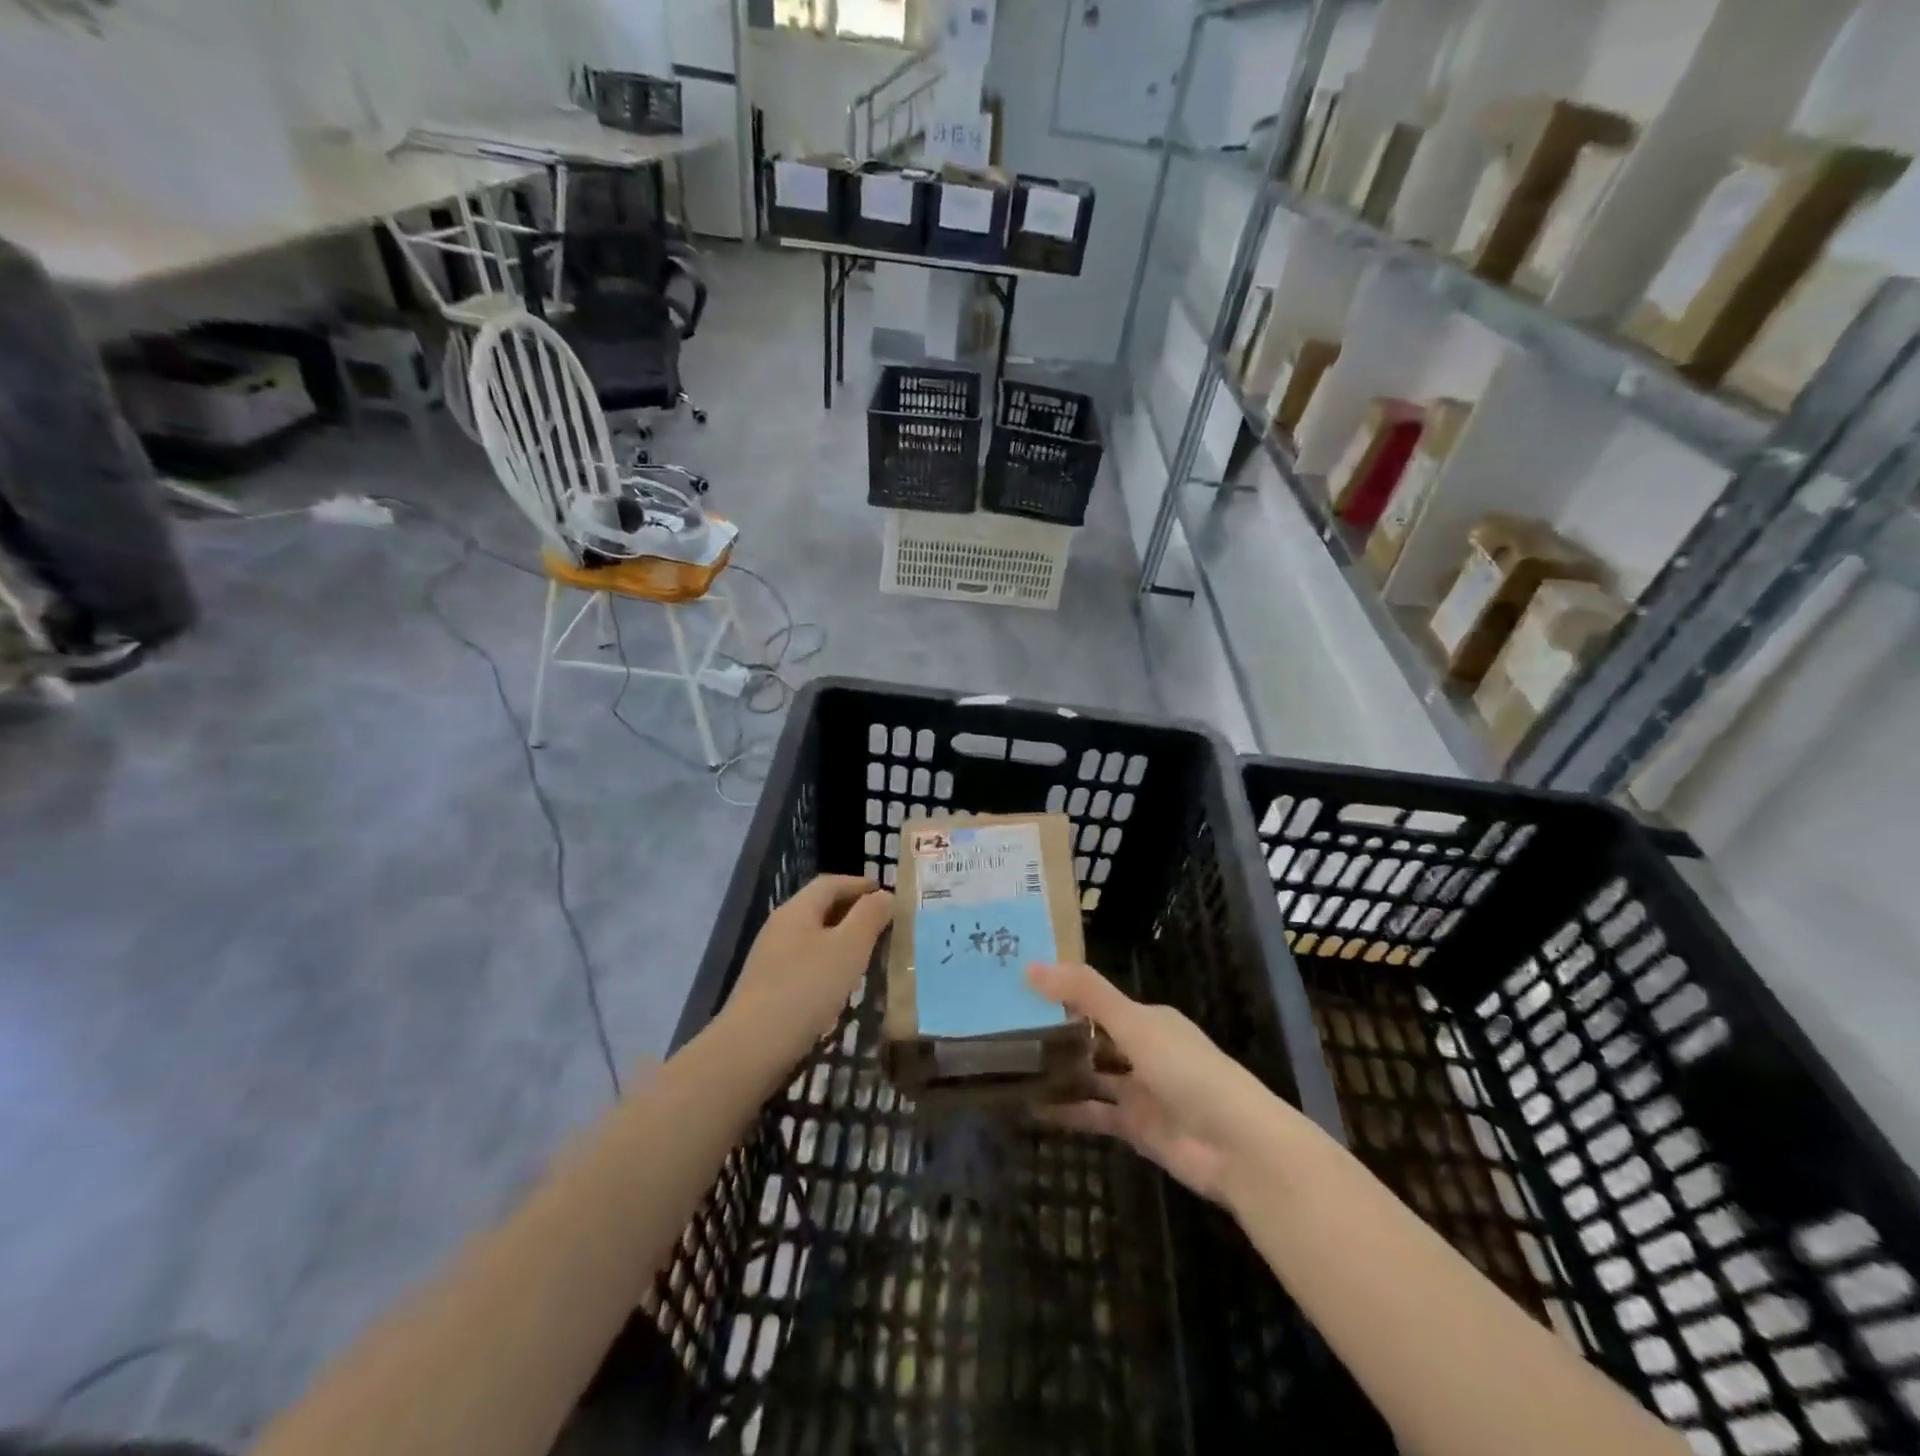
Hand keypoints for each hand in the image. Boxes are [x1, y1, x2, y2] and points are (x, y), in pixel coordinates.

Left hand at [723, 875, 892, 1070]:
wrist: (752, 1048)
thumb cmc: (806, 989)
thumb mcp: (848, 948)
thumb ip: (869, 917)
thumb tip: (884, 895)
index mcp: (797, 910)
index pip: (830, 883)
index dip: (859, 884)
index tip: (886, 894)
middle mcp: (780, 927)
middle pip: (819, 908)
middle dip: (852, 911)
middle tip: (882, 924)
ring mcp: (770, 959)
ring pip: (812, 937)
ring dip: (840, 940)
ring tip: (867, 954)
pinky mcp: (768, 988)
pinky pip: (804, 963)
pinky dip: (827, 964)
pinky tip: (840, 985)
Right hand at [1027, 962, 1302, 1204]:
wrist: (1237, 1148)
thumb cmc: (1187, 1071)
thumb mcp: (1134, 1023)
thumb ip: (1085, 994)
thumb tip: (1030, 966)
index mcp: (1148, 1018)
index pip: (1096, 999)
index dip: (1060, 993)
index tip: (1017, 989)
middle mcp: (1143, 1049)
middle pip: (1091, 1037)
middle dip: (1053, 1034)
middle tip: (1000, 1028)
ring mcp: (1139, 1090)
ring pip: (1089, 1075)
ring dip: (1057, 1072)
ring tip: (1006, 1066)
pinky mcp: (1135, 1128)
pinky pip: (1093, 1114)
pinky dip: (1065, 1111)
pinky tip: (1029, 1108)